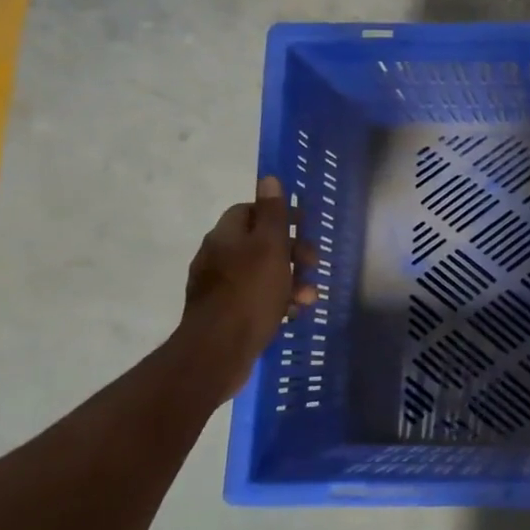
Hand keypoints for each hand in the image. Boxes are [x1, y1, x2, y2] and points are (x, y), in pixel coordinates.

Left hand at [177, 176, 318, 403]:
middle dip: (291, 253)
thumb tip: (268, 178)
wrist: (218, 351)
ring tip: (309, 297)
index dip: (277, 215)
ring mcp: (218, 287)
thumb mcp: (269, 247)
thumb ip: (272, 213)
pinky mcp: (224, 314)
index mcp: (225, 236)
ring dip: (290, 281)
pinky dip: (277, 302)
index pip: (250, 210)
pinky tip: (292, 314)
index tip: (302, 226)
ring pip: (262, 274)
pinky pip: (256, 299)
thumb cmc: (249, 293)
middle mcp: (217, 257)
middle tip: (313, 264)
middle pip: (259, 243)